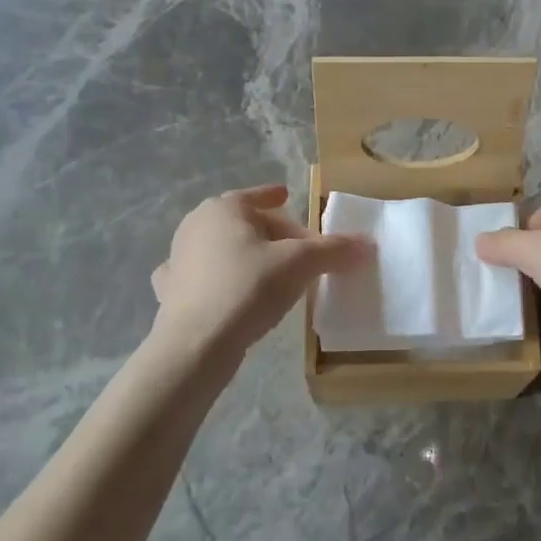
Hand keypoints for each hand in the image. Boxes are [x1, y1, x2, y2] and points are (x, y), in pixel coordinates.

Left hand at [150, 184, 368, 357]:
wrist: (195, 344)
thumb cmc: (247, 288)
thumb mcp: (300, 264)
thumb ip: (334, 250)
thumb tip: (368, 244)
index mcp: (223, 209)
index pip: (256, 196)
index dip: (275, 196)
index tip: (287, 197)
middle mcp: (196, 226)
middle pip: (244, 224)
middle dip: (271, 233)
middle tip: (299, 251)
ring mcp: (179, 260)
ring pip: (224, 250)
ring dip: (247, 257)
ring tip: (272, 274)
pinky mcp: (172, 293)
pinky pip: (204, 279)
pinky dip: (220, 281)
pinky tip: (232, 295)